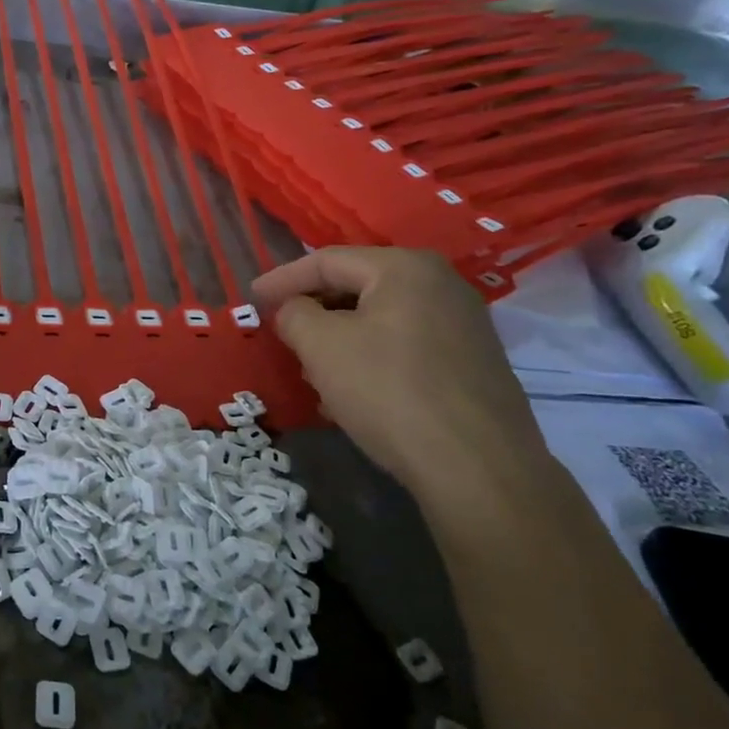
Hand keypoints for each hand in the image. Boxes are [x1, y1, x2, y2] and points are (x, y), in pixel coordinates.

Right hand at [253, 247, 545, 492]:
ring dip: (339, 339)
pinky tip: (351, 392)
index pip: (326, 260)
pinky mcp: (473, 363)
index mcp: (405, 267)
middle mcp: (441, 284)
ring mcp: (464, 324)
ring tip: (311, 368)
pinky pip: (404, 346)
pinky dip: (369, 358)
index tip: (251, 300)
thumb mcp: (321, 346)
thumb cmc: (388, 391)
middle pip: (356, 286)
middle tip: (281, 334)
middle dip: (312, 310)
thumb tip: (294, 310)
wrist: (478, 468)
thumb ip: (294, 313)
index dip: (282, 279)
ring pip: (379, 319)